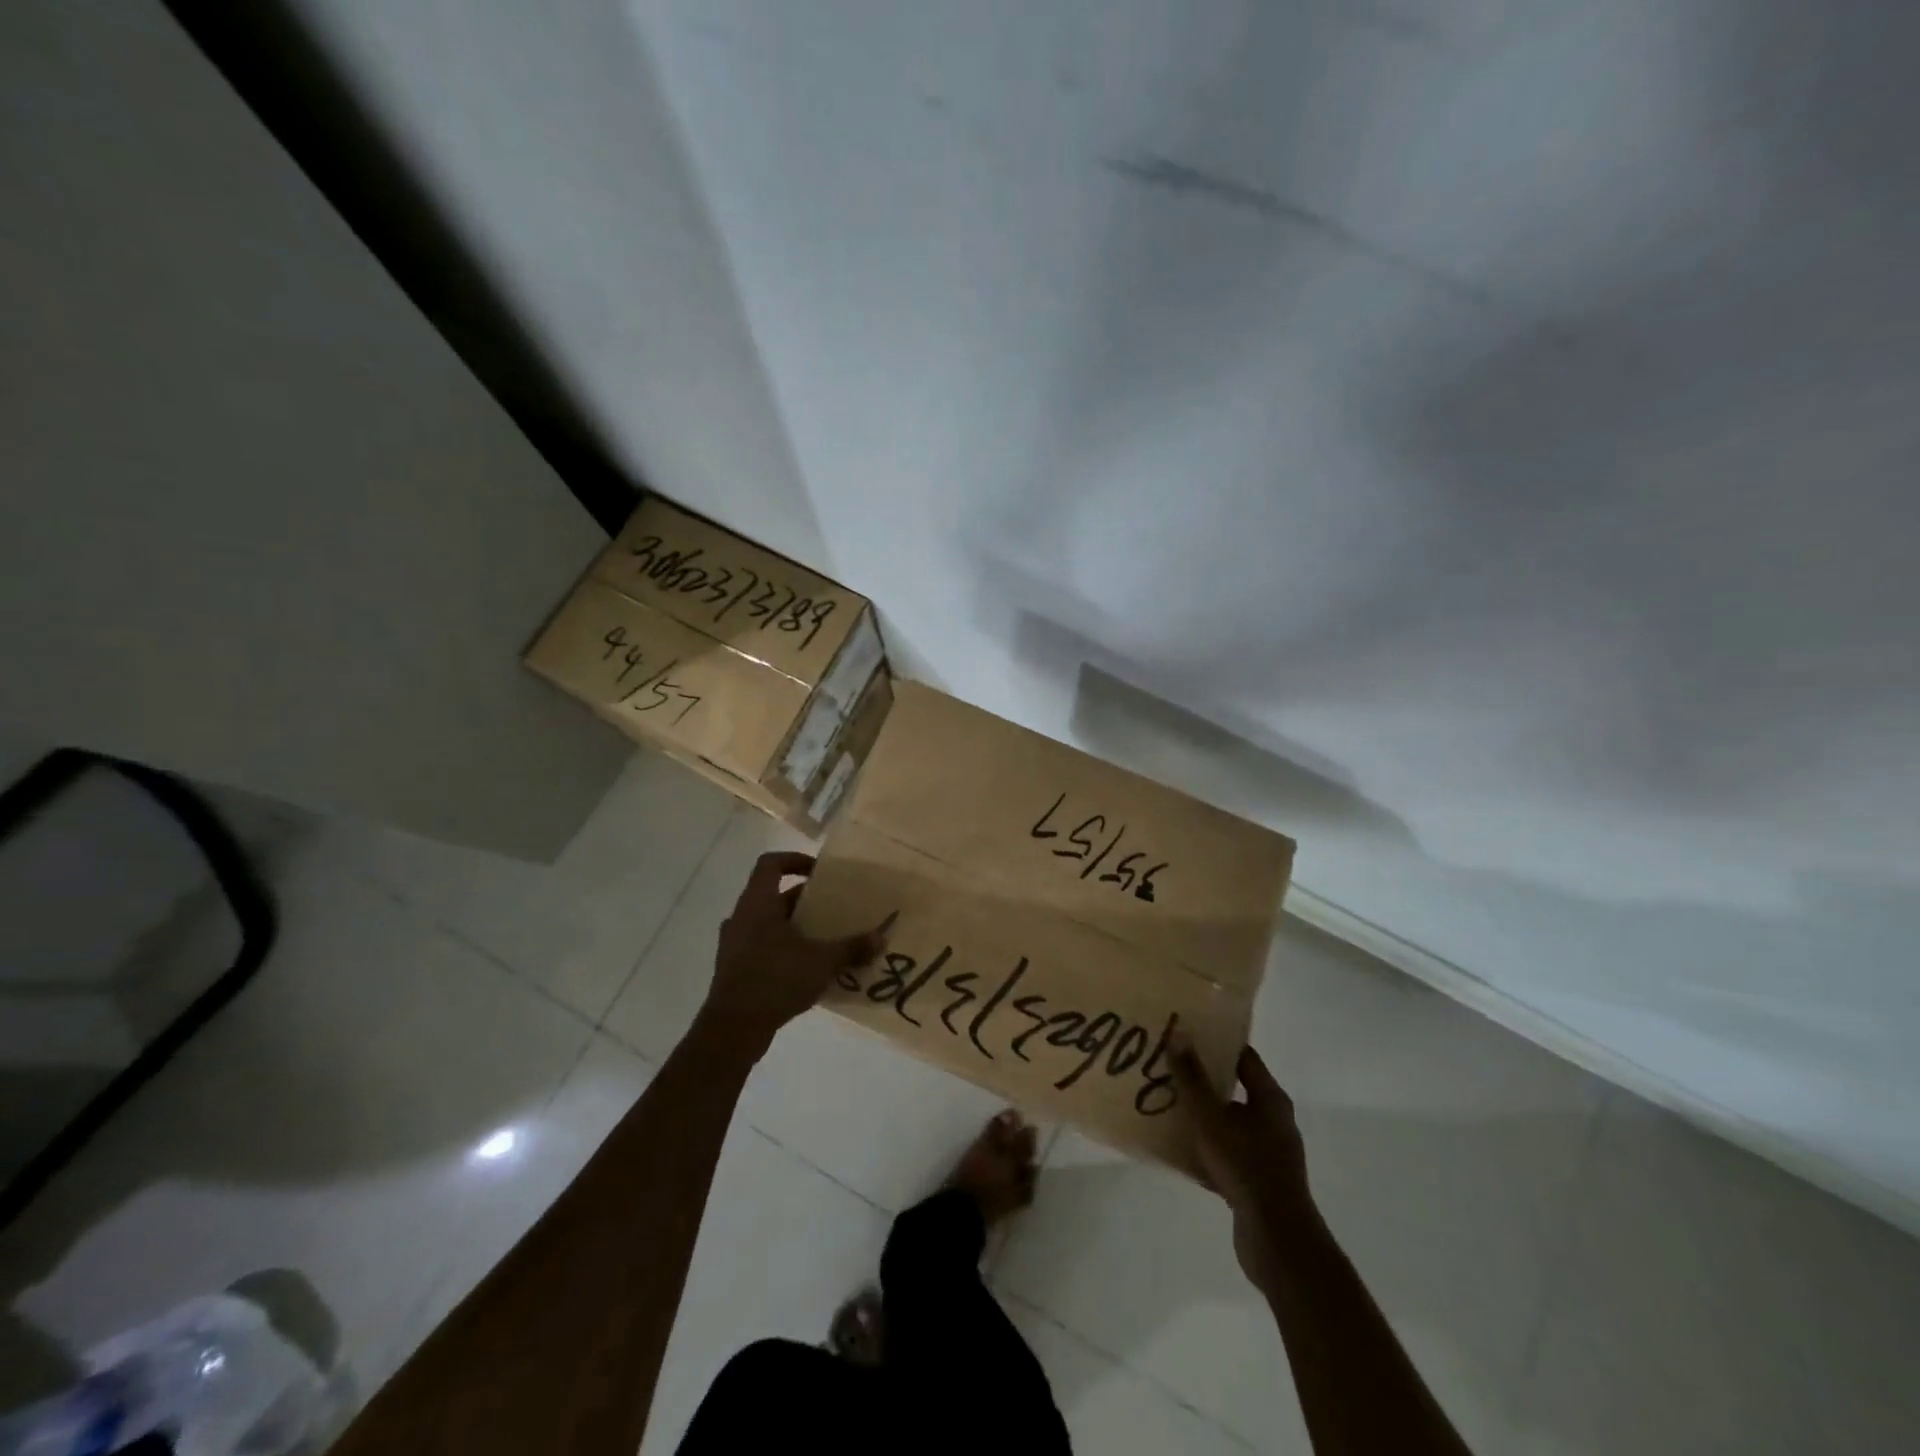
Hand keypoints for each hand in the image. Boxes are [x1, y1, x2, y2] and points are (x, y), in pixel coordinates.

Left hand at [697, 851, 885, 1060]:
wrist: (732, 1029)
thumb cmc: (775, 980)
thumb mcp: (821, 962)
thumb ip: (851, 947)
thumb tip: (880, 937)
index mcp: (757, 903)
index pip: (770, 864)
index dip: (794, 860)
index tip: (819, 872)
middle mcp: (741, 917)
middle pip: (774, 896)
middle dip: (805, 901)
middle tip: (833, 909)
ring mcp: (734, 944)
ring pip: (768, 923)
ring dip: (795, 927)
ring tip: (824, 939)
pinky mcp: (734, 969)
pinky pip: (762, 947)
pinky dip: (784, 950)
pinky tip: (807, 969)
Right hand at [1173, 1041, 1318, 1294]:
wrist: (1276, 1240)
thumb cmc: (1245, 1166)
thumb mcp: (1210, 1116)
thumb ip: (1192, 1076)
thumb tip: (1180, 1031)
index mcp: (1270, 1098)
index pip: (1243, 1056)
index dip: (1216, 1043)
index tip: (1186, 1035)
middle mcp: (1275, 1120)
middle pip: (1236, 1088)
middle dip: (1204, 1079)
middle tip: (1170, 1068)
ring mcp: (1270, 1153)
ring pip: (1230, 1123)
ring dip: (1204, 1115)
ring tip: (1168, 1106)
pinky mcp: (1260, 1180)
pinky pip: (1229, 1152)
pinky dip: (1208, 1147)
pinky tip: (1181, 1150)